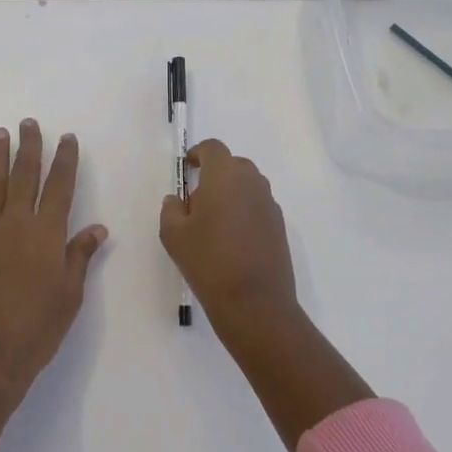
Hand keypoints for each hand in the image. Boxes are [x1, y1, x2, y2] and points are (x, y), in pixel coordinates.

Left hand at [0, 120, 107, 395]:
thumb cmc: (38, 327)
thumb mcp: (70, 294)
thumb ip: (80, 255)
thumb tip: (98, 228)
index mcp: (48, 233)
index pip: (60, 186)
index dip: (65, 159)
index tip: (67, 138)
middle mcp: (17, 223)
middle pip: (25, 175)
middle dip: (29, 147)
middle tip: (29, 122)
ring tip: (0, 133)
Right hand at [159, 140, 298, 335]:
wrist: (255, 303)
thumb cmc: (208, 261)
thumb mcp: (173, 235)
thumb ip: (171, 209)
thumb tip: (177, 200)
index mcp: (224, 175)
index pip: (213, 148)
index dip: (198, 153)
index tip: (187, 168)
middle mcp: (251, 182)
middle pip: (233, 164)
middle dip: (215, 174)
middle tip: (198, 200)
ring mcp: (269, 203)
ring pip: (248, 185)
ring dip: (231, 193)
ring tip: (215, 223)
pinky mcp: (280, 225)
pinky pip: (258, 206)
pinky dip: (245, 211)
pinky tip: (233, 240)